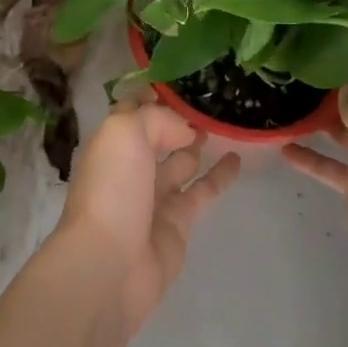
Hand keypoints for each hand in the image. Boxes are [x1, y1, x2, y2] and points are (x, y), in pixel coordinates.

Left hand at [54, 99, 242, 336]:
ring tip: (223, 125)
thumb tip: (184, 129)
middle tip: (208, 103)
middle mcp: (130, 168)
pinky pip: (202, 192)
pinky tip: (237, 159)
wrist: (110, 266)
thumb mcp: (126, 133)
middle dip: (176, 121)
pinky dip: (219, 175)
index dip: (152, 95)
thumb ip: (156, 119)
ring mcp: (154, 198)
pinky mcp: (178, 225)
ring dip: (196, 145)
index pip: (132, 111)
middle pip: (157, 137)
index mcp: (111, 145)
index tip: (180, 80)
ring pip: (180, 162)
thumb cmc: (112, 190)